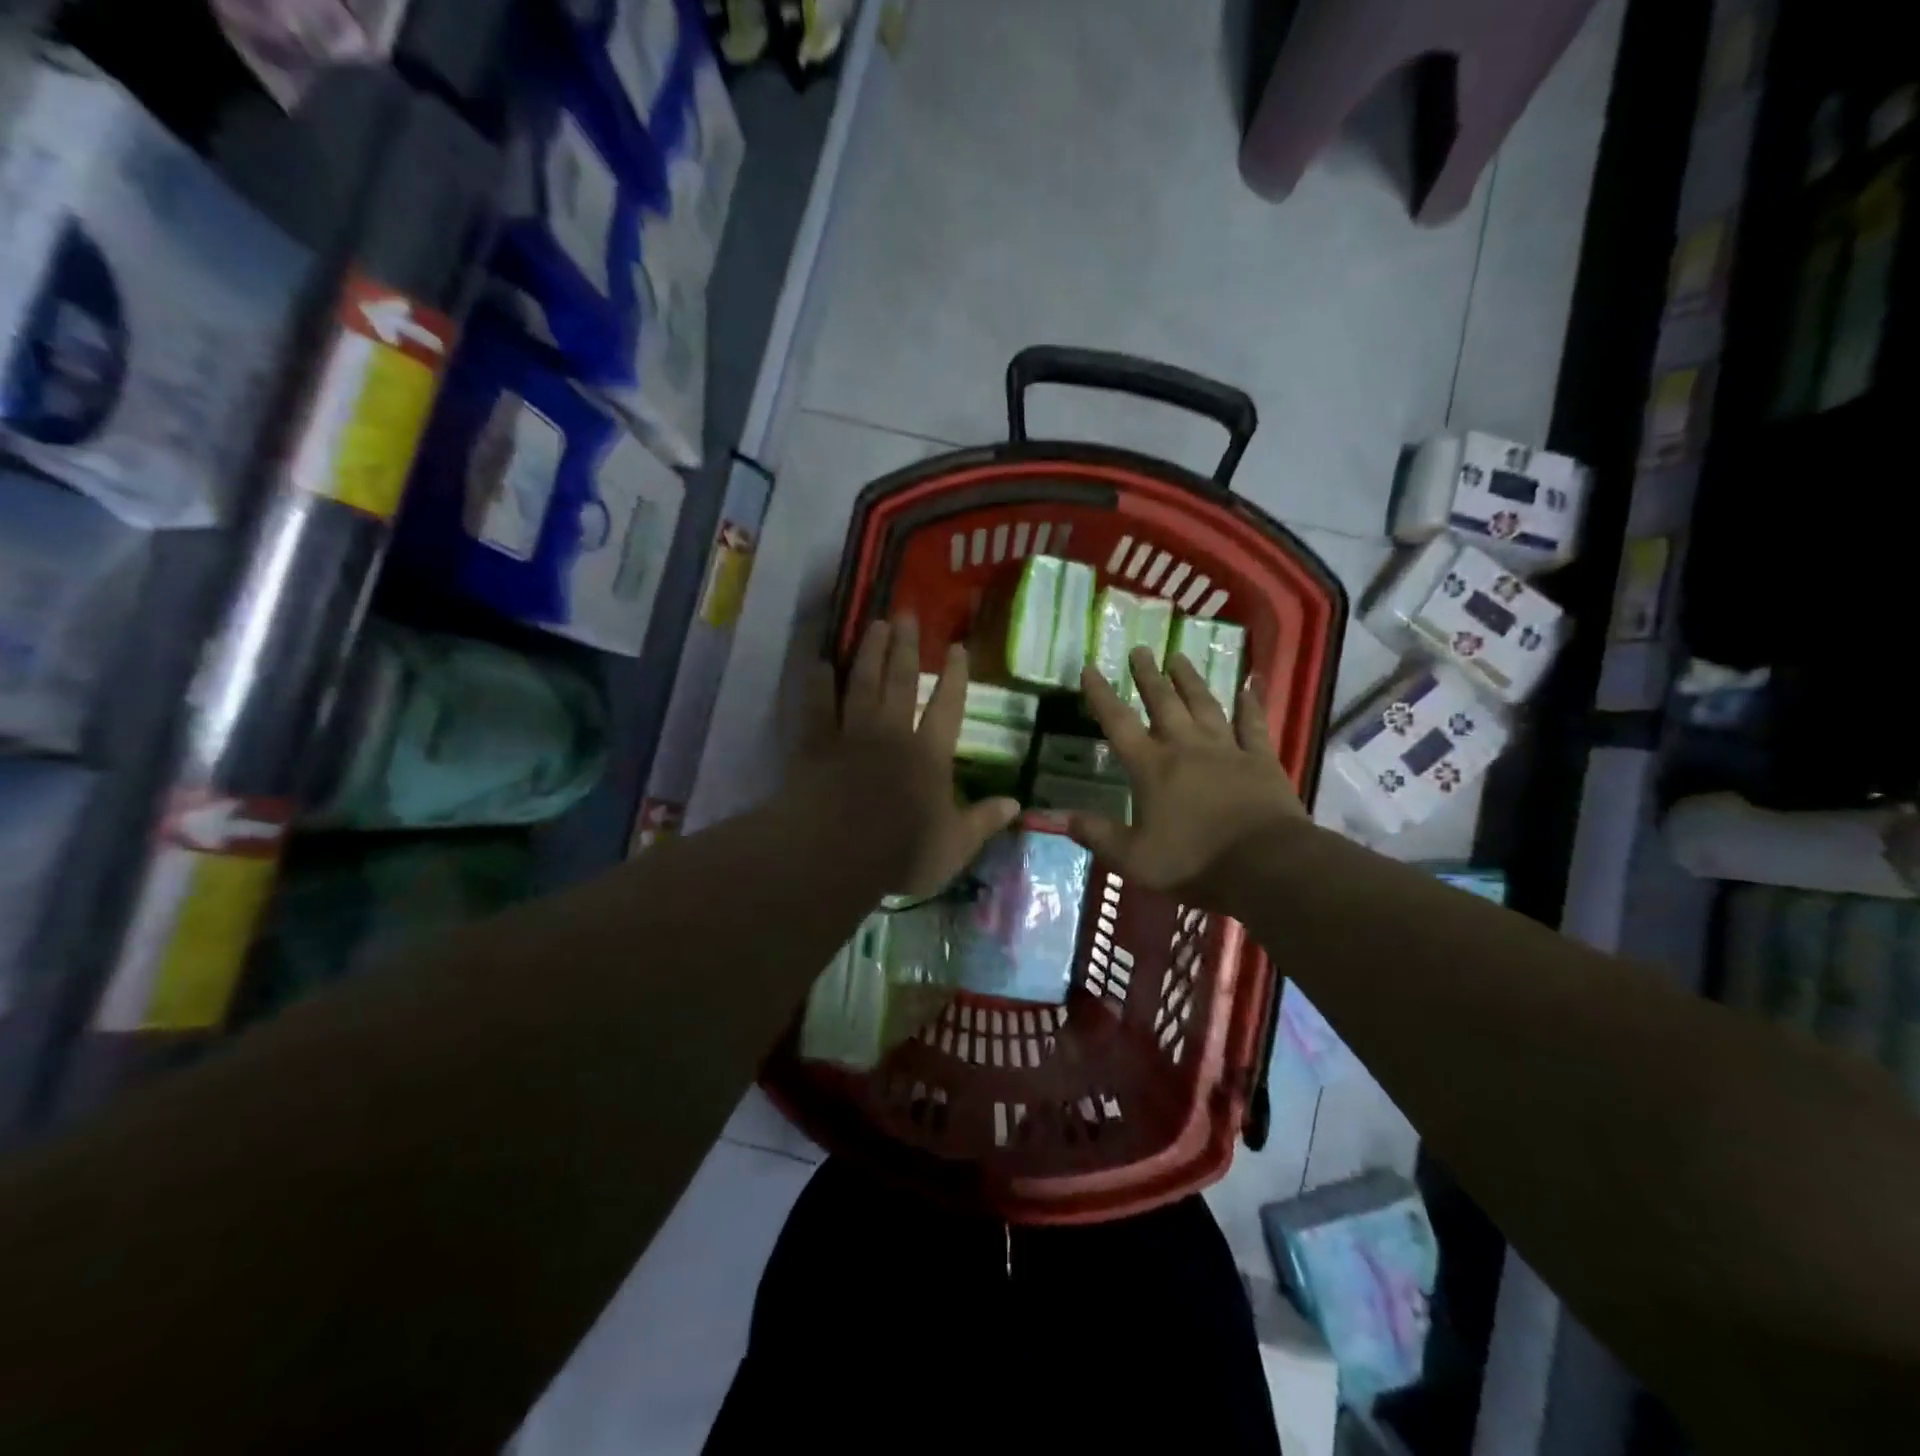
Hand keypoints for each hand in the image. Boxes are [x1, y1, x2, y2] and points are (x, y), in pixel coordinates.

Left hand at [801, 614, 1018, 898]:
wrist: (836, 855)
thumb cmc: (901, 853)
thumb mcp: (954, 846)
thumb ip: (983, 821)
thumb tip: (1017, 804)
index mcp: (929, 756)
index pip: (948, 707)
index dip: (955, 677)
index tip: (957, 647)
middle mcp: (892, 735)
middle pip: (901, 682)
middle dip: (906, 648)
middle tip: (907, 615)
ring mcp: (851, 736)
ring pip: (862, 684)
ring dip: (869, 653)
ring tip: (875, 625)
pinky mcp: (815, 746)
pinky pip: (817, 707)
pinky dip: (818, 685)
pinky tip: (819, 664)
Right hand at [1069, 647, 1304, 895]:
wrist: (1266, 864)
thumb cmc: (1194, 861)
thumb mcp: (1133, 858)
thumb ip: (1096, 835)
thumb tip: (1058, 817)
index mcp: (1151, 767)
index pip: (1118, 723)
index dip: (1101, 695)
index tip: (1090, 667)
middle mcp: (1185, 747)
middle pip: (1163, 703)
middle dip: (1148, 676)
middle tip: (1140, 649)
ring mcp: (1226, 749)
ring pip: (1204, 705)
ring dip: (1190, 680)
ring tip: (1179, 657)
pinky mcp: (1261, 759)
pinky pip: (1254, 724)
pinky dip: (1252, 703)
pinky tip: (1251, 683)